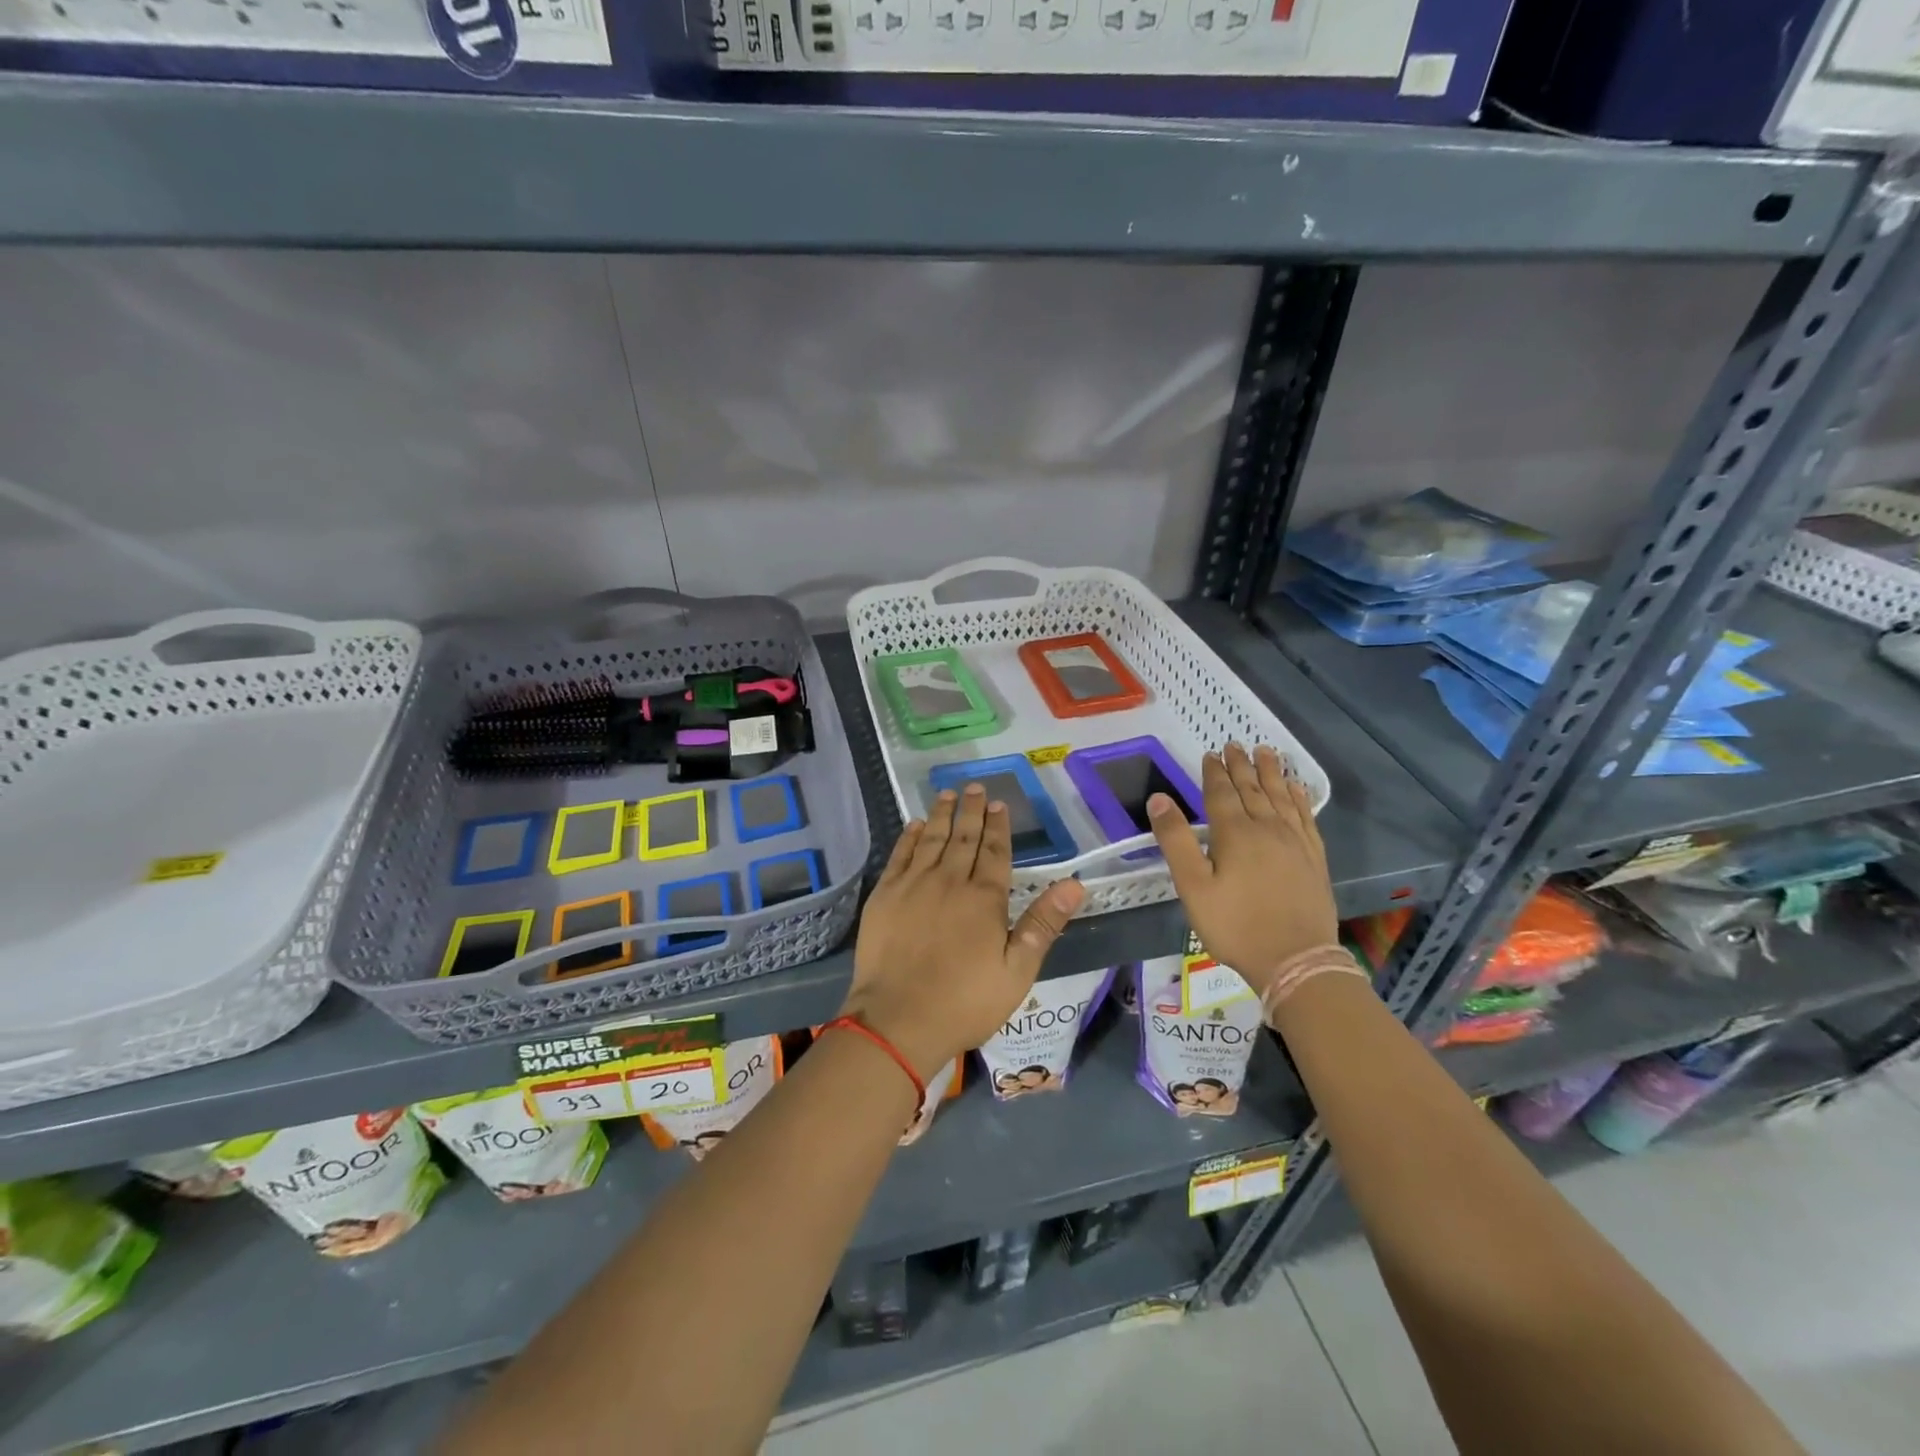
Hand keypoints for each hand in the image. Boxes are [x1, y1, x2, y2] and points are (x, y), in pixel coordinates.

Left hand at [842, 784, 1086, 1079]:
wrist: (897, 1020)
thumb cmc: (964, 1002)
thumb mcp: (1017, 971)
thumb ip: (1043, 924)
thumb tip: (1075, 884)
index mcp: (984, 898)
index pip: (995, 852)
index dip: (998, 827)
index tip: (999, 804)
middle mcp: (949, 881)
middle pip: (964, 838)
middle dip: (972, 811)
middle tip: (975, 786)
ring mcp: (913, 885)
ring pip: (932, 839)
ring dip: (943, 815)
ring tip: (949, 794)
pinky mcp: (885, 895)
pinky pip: (900, 855)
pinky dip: (909, 836)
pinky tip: (916, 824)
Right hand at [1147, 742, 1337, 997]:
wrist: (1296, 961)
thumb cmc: (1235, 926)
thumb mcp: (1193, 886)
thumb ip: (1175, 840)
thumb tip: (1158, 798)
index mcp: (1235, 834)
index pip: (1221, 793)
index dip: (1214, 772)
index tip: (1211, 753)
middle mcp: (1267, 829)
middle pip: (1252, 789)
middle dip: (1242, 766)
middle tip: (1236, 744)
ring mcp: (1295, 843)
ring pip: (1281, 797)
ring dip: (1272, 773)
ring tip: (1267, 752)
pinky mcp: (1314, 859)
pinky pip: (1306, 817)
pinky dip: (1300, 798)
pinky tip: (1297, 789)